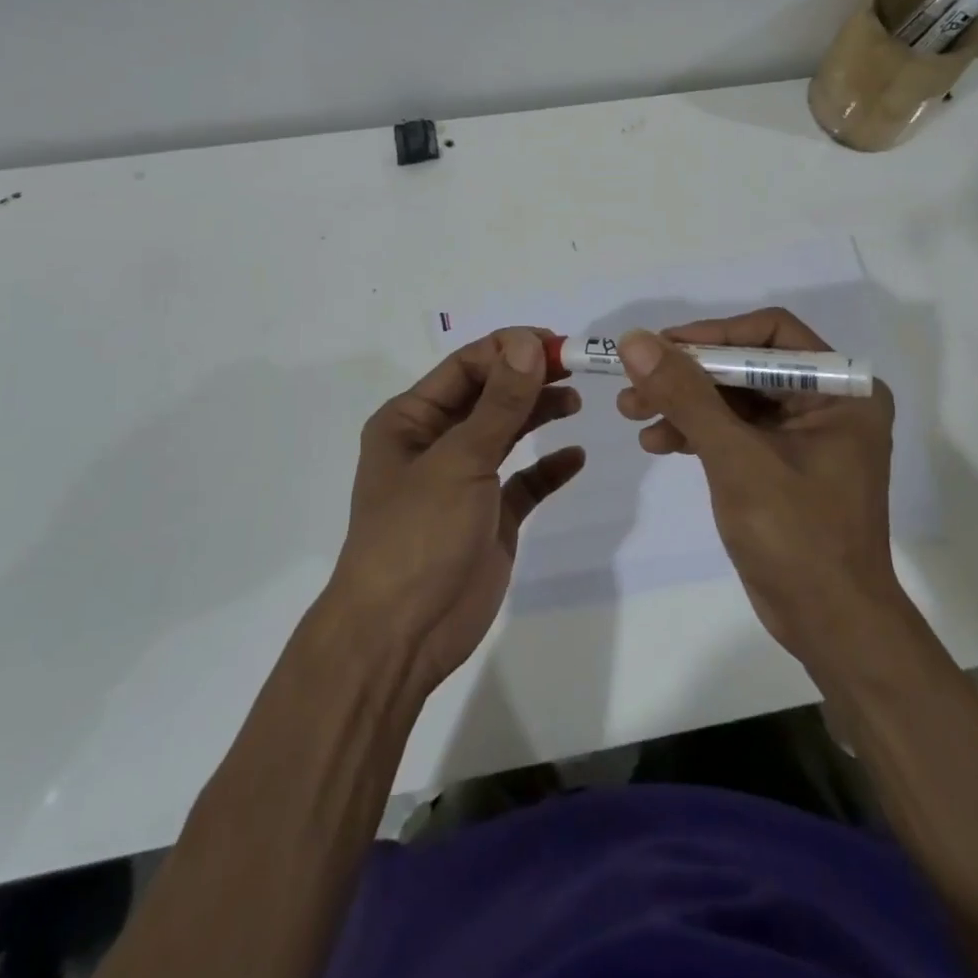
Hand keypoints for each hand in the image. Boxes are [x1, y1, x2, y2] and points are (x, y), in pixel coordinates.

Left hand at [328, 328, 584, 692]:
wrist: (401, 635)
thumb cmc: (418, 534)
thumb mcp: (459, 461)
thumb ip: (499, 403)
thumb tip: (527, 343)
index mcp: (411, 420)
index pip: (465, 367)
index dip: (508, 350)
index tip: (555, 344)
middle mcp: (436, 443)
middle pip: (489, 396)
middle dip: (528, 378)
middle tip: (575, 367)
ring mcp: (464, 481)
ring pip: (507, 433)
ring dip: (538, 414)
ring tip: (575, 401)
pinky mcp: (490, 517)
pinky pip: (524, 482)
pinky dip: (548, 468)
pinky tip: (574, 457)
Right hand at [615, 309, 899, 669]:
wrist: (830, 627)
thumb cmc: (797, 538)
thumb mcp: (736, 459)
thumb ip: (686, 395)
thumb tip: (635, 340)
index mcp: (841, 390)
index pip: (770, 334)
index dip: (711, 335)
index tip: (659, 347)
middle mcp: (827, 402)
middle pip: (745, 365)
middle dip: (687, 375)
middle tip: (633, 384)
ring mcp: (803, 434)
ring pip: (732, 397)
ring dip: (682, 403)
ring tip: (632, 413)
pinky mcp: (780, 462)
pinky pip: (733, 429)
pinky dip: (695, 431)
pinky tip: (657, 442)